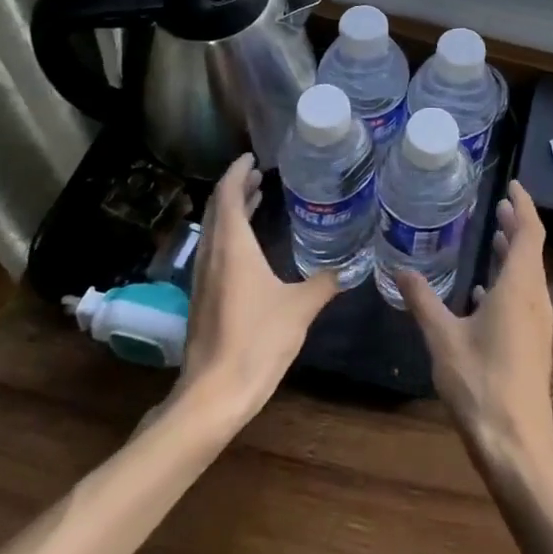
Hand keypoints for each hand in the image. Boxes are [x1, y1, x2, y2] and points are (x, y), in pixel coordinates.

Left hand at [174, 153, 339, 423]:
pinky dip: (230, 235)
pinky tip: (249, 248)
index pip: (227, 194)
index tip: (253, 157)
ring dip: (231, 212)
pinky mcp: (202, 299)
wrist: (212, 396)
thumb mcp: (300, 308)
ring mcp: (203, 278)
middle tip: (261, 175)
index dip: (238, 172)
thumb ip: (324, 282)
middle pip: (217, 209)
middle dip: (236, 188)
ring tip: (256, 200)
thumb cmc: (257, 341)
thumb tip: (350, 266)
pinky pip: (214, 250)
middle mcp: (212, 255)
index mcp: (232, 247)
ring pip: (214, 231)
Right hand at [398, 181, 552, 478]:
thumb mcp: (443, 338)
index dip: (524, 206)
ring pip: (529, 275)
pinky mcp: (534, 344)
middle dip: (516, 225)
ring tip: (494, 237)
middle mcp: (535, 298)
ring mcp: (538, 323)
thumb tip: (400, 269)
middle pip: (531, 250)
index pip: (530, 232)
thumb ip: (423, 300)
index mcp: (519, 287)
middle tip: (498, 206)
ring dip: (514, 253)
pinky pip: (525, 297)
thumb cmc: (480, 384)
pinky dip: (509, 281)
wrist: (517, 446)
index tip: (513, 186)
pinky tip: (485, 292)